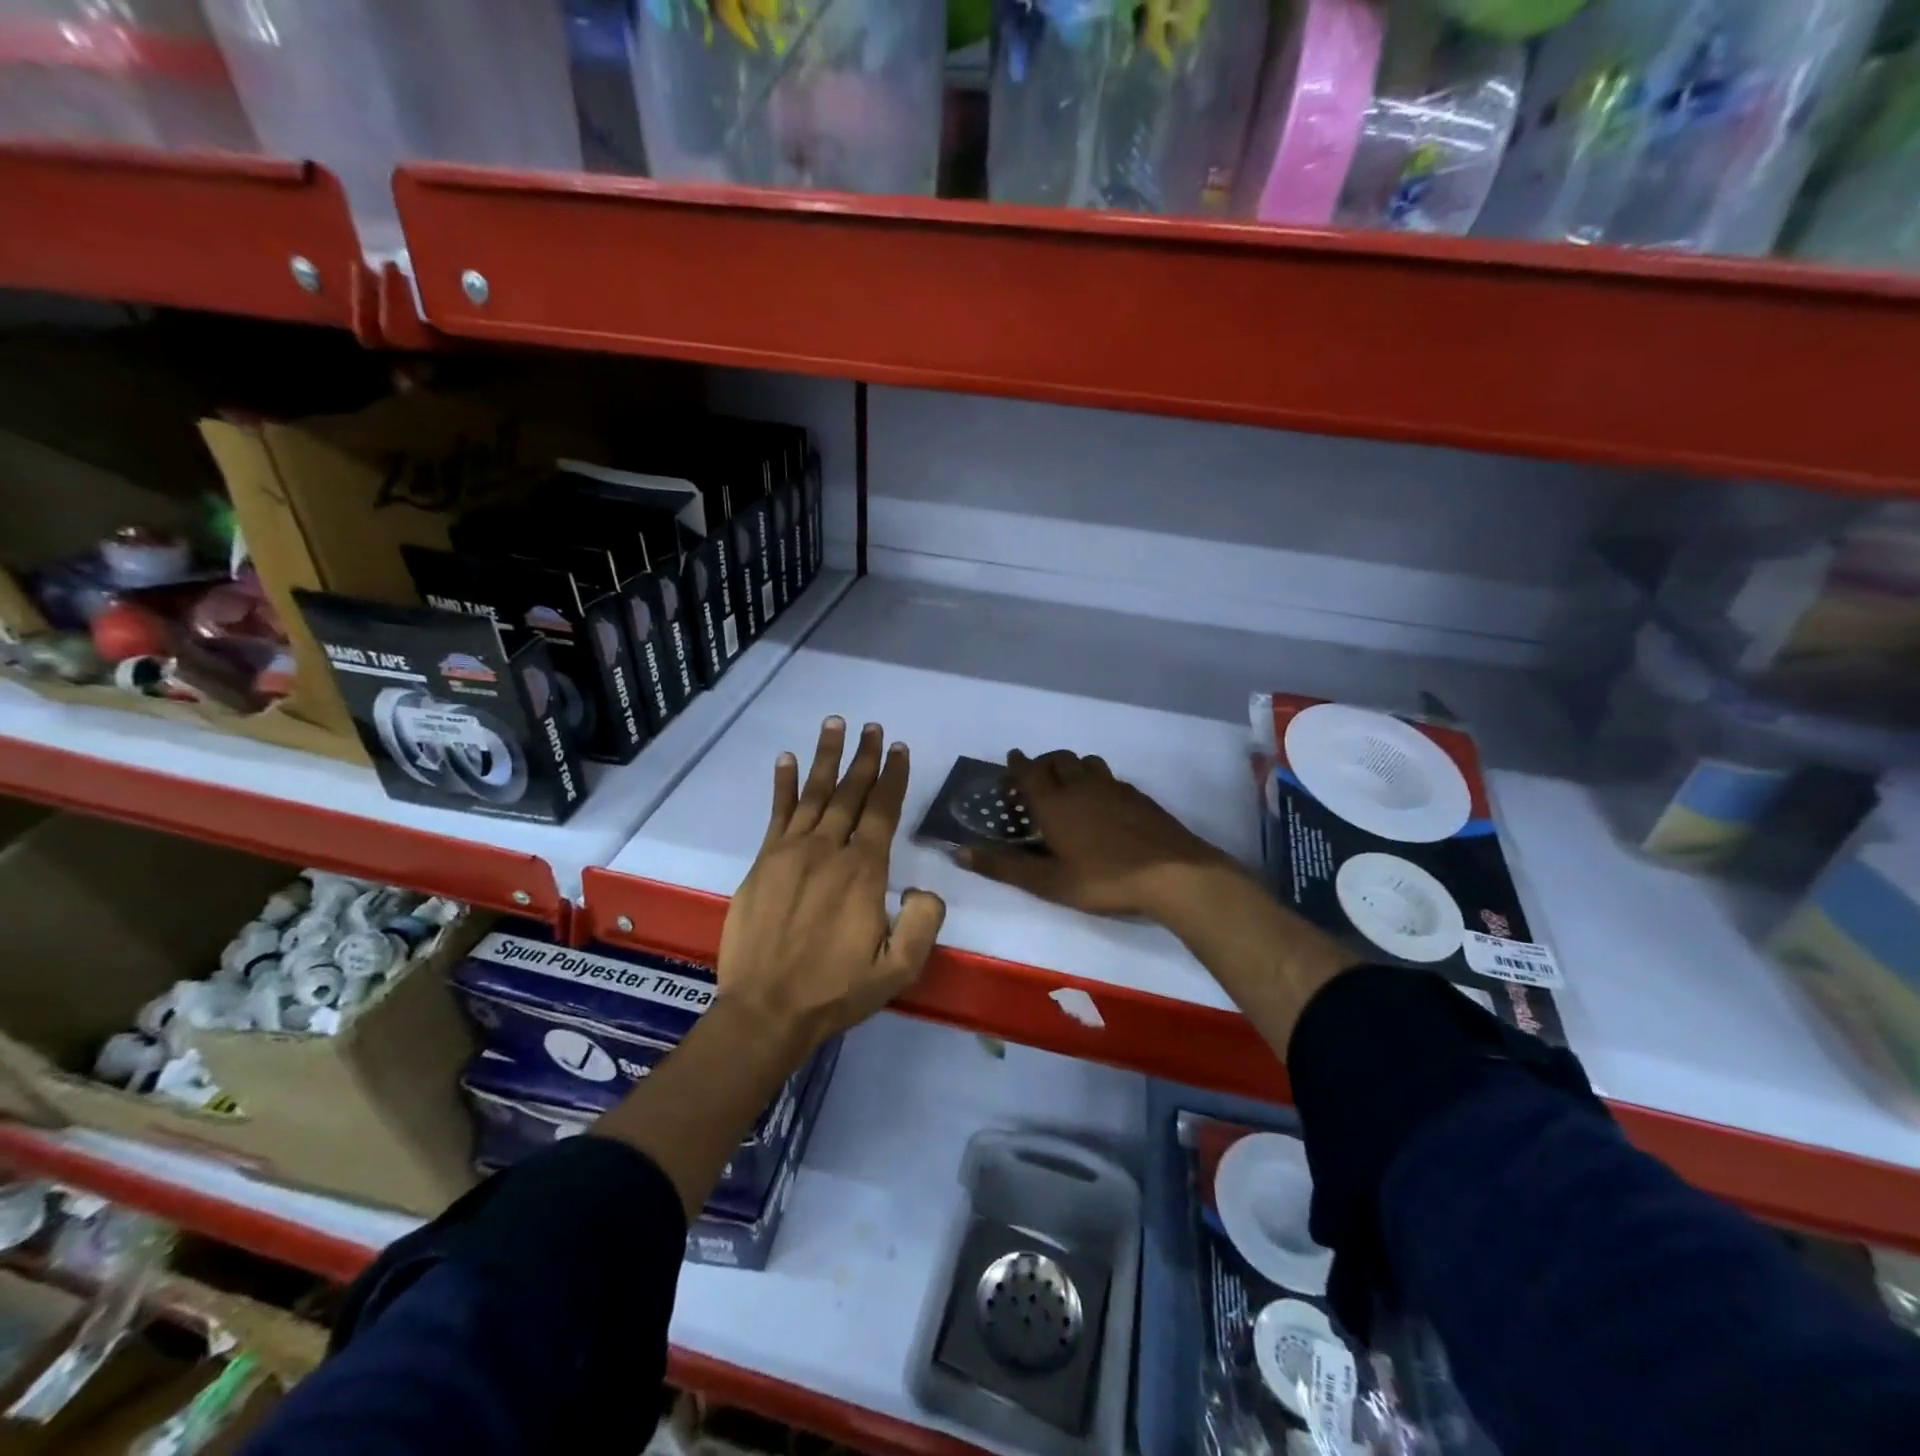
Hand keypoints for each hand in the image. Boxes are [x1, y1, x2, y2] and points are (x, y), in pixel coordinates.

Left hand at [716, 717, 945, 1052]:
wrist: (766, 1010)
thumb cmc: (835, 991)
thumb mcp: (899, 970)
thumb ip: (924, 924)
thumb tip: (924, 889)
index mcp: (864, 872)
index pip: (883, 811)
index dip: (893, 777)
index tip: (899, 749)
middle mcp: (829, 850)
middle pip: (850, 793)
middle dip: (865, 758)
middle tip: (873, 727)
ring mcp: (791, 852)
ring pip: (814, 793)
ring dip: (826, 757)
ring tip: (835, 724)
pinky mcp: (763, 862)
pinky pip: (776, 813)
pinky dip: (781, 784)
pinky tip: (786, 759)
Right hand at [958, 749, 1238, 919]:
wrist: (1172, 873)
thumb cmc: (1104, 880)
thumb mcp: (1048, 883)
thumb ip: (1004, 867)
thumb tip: (958, 853)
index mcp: (1055, 804)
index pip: (1030, 773)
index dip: (1018, 764)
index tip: (1012, 758)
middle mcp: (1081, 786)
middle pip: (1058, 759)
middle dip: (1043, 762)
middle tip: (1036, 774)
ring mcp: (1114, 788)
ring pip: (1087, 763)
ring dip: (1072, 766)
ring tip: (1068, 782)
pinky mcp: (1138, 796)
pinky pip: (1110, 777)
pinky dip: (1097, 779)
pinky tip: (1103, 800)